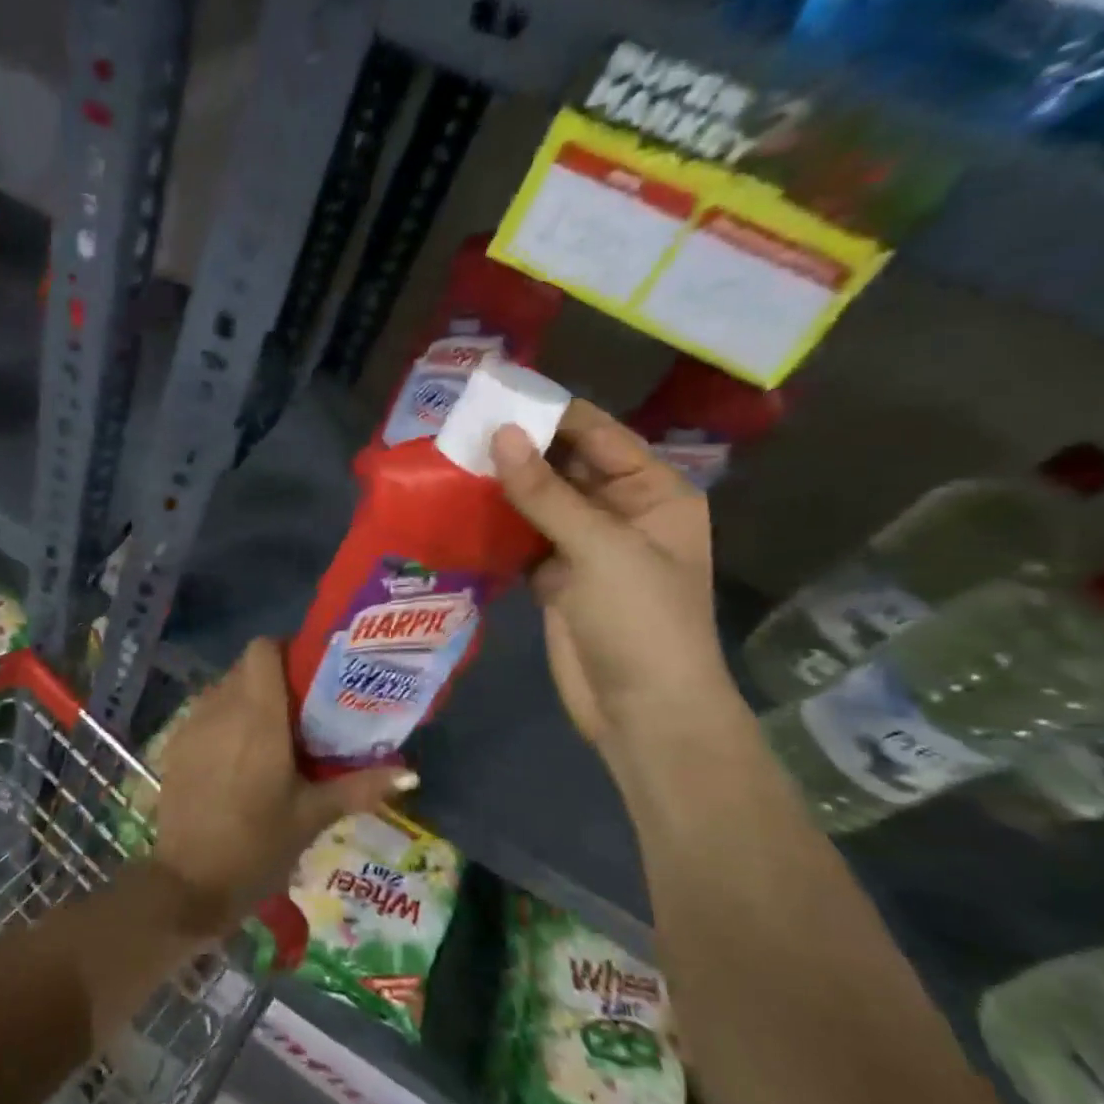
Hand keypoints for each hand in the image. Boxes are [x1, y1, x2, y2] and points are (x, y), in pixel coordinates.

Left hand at [150, 638, 411, 934]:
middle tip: (302, 710)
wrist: (188, 883)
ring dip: (247, 699)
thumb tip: (409, 774)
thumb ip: (359, 787)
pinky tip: (238, 757)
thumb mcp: (312, 816)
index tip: (309, 676)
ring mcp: (192, 724)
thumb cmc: (257, 845)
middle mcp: (220, 707)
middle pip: (245, 667)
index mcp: (257, 715)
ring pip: (223, 688)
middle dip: (273, 679)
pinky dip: (224, 720)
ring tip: (273, 734)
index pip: (262, 648)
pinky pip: (204, 712)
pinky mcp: (174, 744)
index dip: (285, 651)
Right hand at [491, 401, 739, 757]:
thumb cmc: (641, 619)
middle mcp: (620, 510)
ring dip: (501, 483)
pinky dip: (495, 522)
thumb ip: (545, 492)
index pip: (599, 436)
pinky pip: (521, 535)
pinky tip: (457, 504)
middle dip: (519, 447)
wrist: (641, 709)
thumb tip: (500, 434)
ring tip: (449, 455)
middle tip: (460, 424)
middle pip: (565, 465)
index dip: (551, 414)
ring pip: (538, 500)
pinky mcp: (554, 576)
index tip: (496, 394)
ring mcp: (585, 545)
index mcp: (653, 492)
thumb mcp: (599, 547)